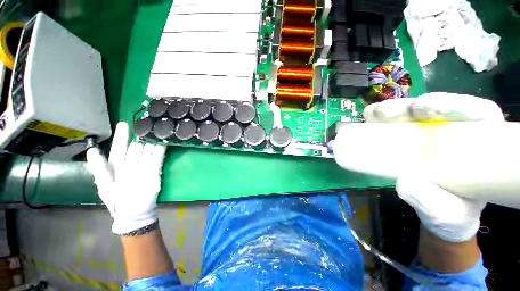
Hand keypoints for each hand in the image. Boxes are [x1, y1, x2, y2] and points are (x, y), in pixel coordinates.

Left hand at [86, 122, 165, 234]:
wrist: (134, 213)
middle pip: (136, 147)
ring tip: (156, 130)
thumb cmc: (116, 200)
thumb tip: (92, 150)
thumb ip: (99, 168)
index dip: (121, 136)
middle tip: (146, 124)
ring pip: (148, 151)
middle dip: (140, 136)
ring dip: (152, 141)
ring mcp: (144, 167)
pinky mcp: (154, 171)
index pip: (119, 147)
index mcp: (116, 165)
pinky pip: (157, 159)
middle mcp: (131, 163)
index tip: (124, 123)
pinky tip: (163, 142)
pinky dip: (160, 151)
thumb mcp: (104, 185)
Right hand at [364, 93, 502, 241]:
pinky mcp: (406, 136)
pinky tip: (369, 118)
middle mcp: (453, 130)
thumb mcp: (449, 214)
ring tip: (373, 115)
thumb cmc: (452, 212)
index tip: (426, 110)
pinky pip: (392, 122)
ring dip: (391, 109)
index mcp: (479, 143)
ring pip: (410, 111)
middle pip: (435, 107)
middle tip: (389, 114)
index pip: (474, 112)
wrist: (437, 211)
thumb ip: (435, 203)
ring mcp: (427, 132)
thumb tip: (405, 183)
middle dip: (411, 107)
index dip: (453, 105)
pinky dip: (379, 118)